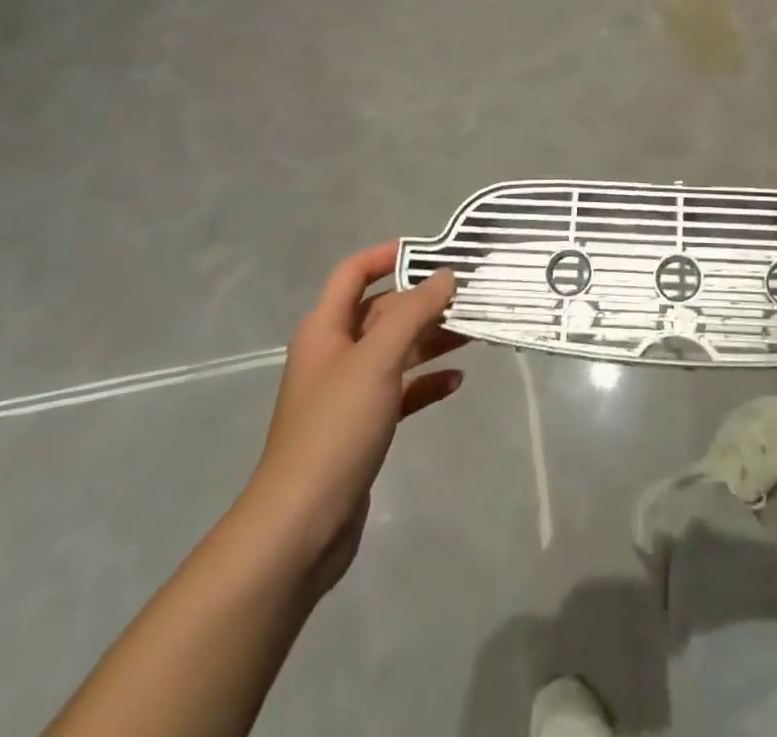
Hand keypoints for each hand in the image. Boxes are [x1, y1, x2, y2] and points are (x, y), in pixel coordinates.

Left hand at [238, 244, 464, 591]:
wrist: (301, 525)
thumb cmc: (336, 428)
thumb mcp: (377, 360)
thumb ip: (413, 312)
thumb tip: (446, 275)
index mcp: (326, 329)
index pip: (354, 273)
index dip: (387, 255)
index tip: (432, 251)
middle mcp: (336, 354)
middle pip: (383, 311)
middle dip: (424, 301)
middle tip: (471, 294)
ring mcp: (349, 392)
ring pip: (397, 350)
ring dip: (432, 339)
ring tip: (475, 333)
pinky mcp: (364, 426)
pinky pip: (402, 390)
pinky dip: (427, 382)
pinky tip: (457, 382)